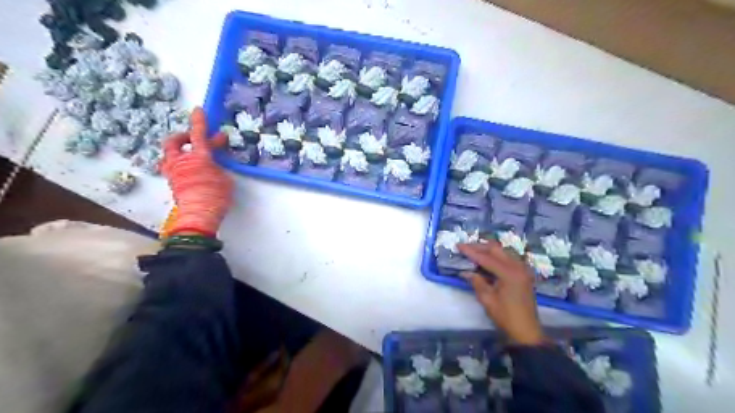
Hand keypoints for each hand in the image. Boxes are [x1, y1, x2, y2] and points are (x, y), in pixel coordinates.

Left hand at [161, 107, 232, 235]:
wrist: (199, 215)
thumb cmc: (216, 195)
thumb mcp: (224, 178)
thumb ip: (217, 167)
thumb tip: (213, 163)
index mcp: (198, 158)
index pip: (198, 135)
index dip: (199, 122)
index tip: (198, 110)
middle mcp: (181, 161)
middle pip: (174, 142)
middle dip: (184, 137)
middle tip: (194, 138)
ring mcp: (174, 172)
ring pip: (169, 155)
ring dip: (179, 151)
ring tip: (190, 155)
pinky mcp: (172, 183)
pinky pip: (171, 167)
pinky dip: (179, 164)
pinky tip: (189, 170)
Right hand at [457, 240, 543, 346]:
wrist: (526, 331)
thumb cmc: (506, 317)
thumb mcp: (487, 299)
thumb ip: (476, 282)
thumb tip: (465, 271)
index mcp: (509, 273)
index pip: (486, 258)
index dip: (471, 251)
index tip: (458, 245)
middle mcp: (518, 267)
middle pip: (496, 249)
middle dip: (480, 247)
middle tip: (465, 248)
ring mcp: (523, 269)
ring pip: (503, 251)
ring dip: (488, 250)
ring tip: (474, 252)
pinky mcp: (523, 273)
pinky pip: (509, 258)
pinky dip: (497, 256)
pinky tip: (487, 261)